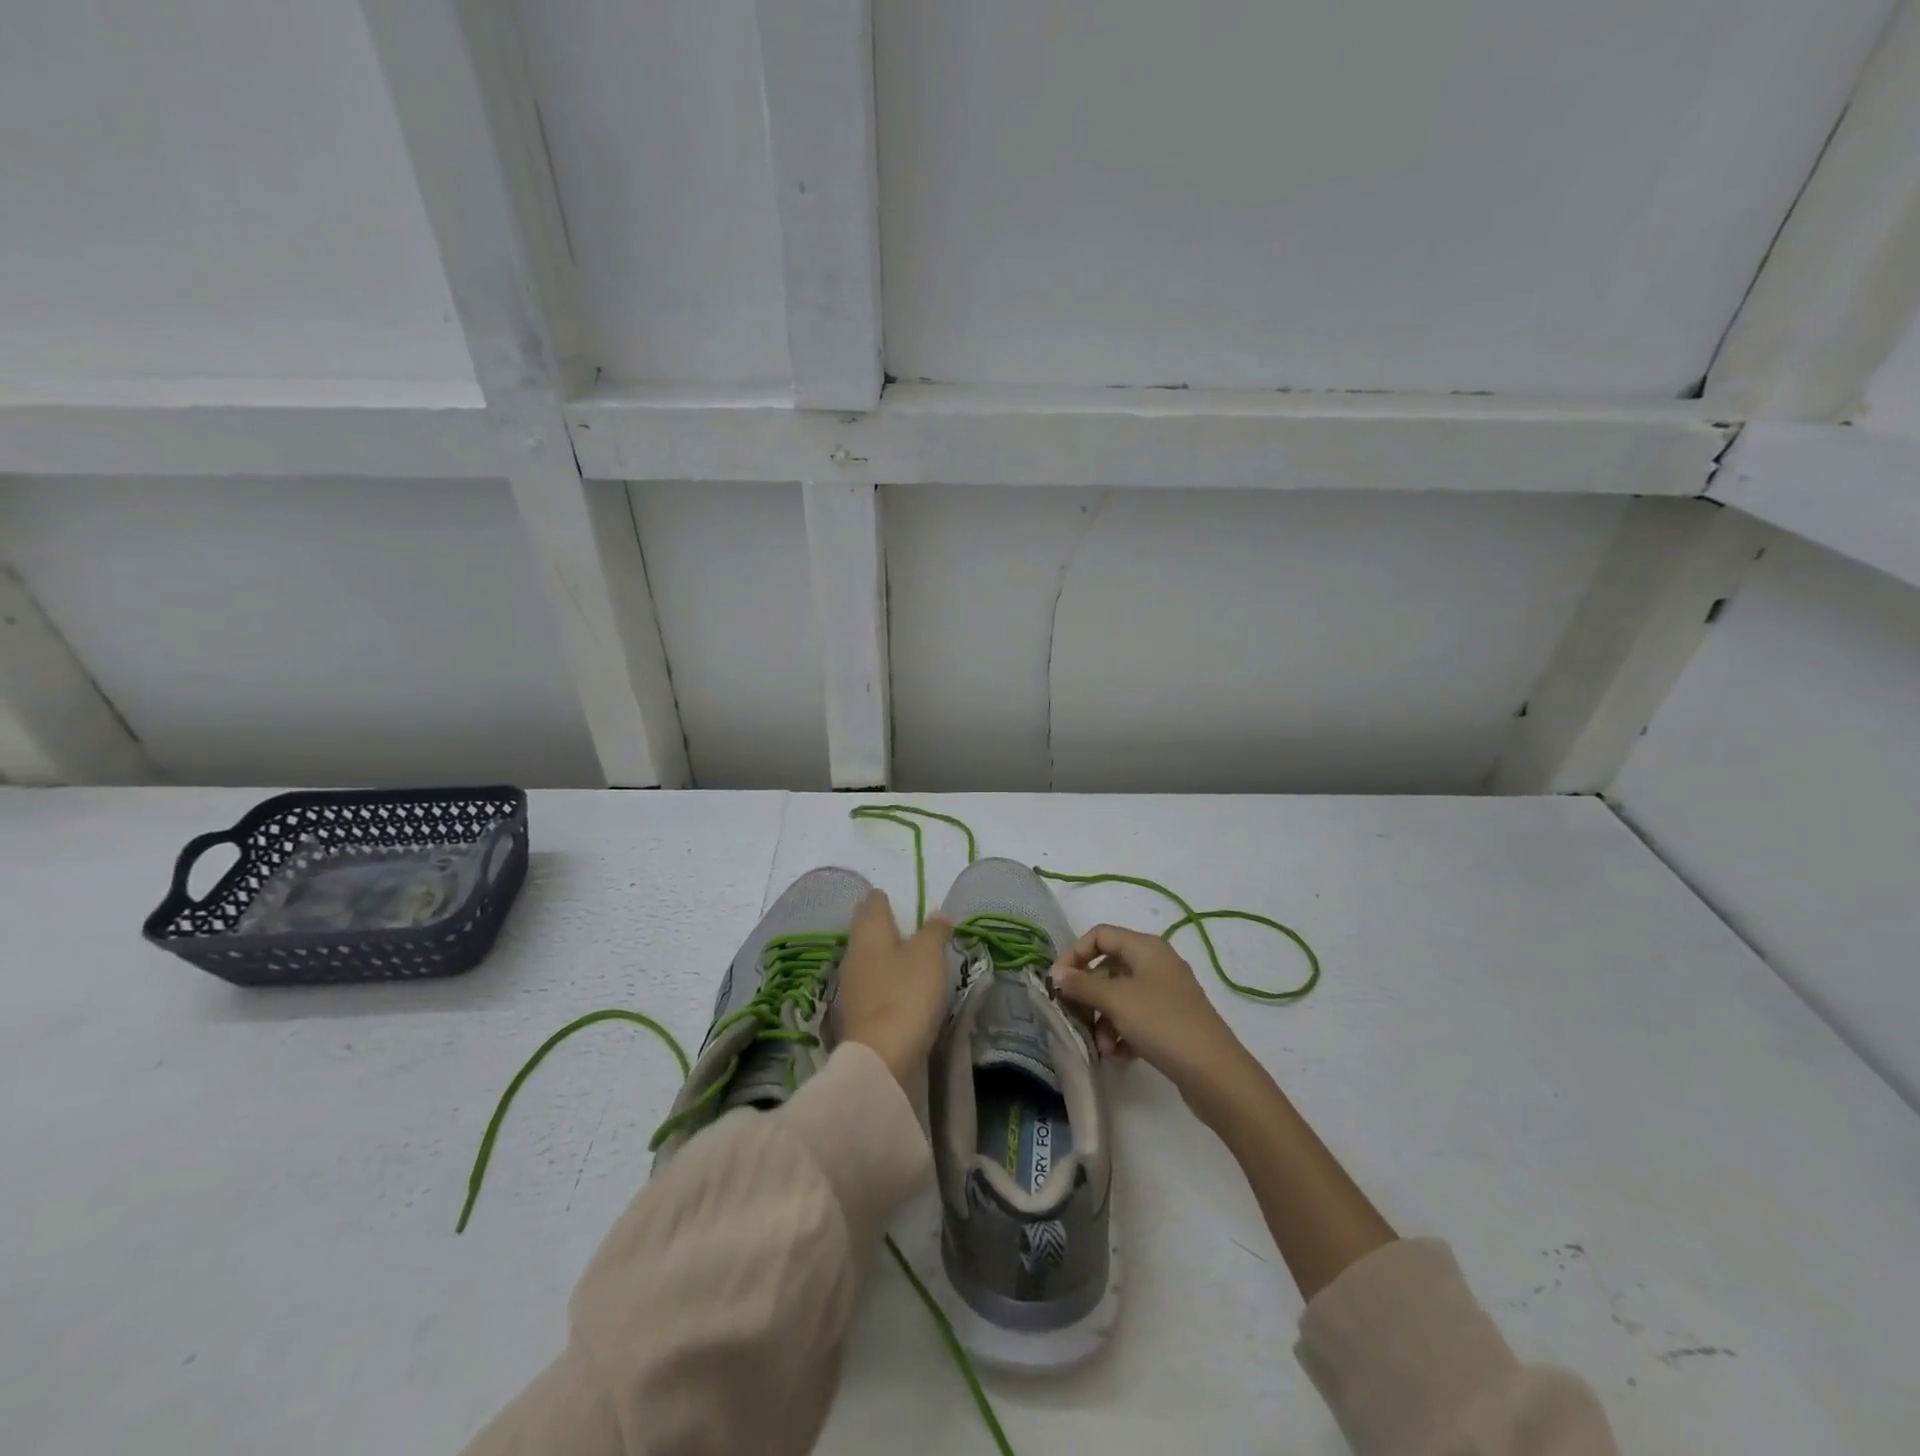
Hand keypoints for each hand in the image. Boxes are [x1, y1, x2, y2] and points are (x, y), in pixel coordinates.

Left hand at [836, 891, 951, 1086]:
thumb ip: (934, 931)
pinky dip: (884, 977)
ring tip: (909, 953)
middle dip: (883, 923)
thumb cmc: (906, 994)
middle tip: (909, 923)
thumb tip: (938, 914)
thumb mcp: (928, 956)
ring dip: (884, 952)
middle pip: (866, 927)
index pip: (873, 902)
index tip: (903, 900)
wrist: (881, 1058)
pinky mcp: (857, 1010)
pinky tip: (900, 984)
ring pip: (867, 955)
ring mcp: (851, 983)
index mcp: (868, 931)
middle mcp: (854, 952)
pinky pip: (871, 982)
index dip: (887, 898)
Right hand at [1049, 924, 1253, 1102]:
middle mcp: (1156, 964)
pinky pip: (1136, 1020)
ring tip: (1102, 1049)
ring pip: (1120, 998)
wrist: (1215, 1072)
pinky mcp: (1170, 1022)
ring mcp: (1165, 994)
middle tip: (1075, 1019)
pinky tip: (1118, 1059)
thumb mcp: (1117, 1000)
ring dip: (1104, 1022)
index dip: (1075, 954)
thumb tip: (1056, 973)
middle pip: (1108, 969)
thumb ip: (1082, 984)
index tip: (1058, 982)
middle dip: (1089, 996)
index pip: (1100, 935)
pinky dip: (1122, 1035)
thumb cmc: (1162, 1023)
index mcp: (1146, 948)